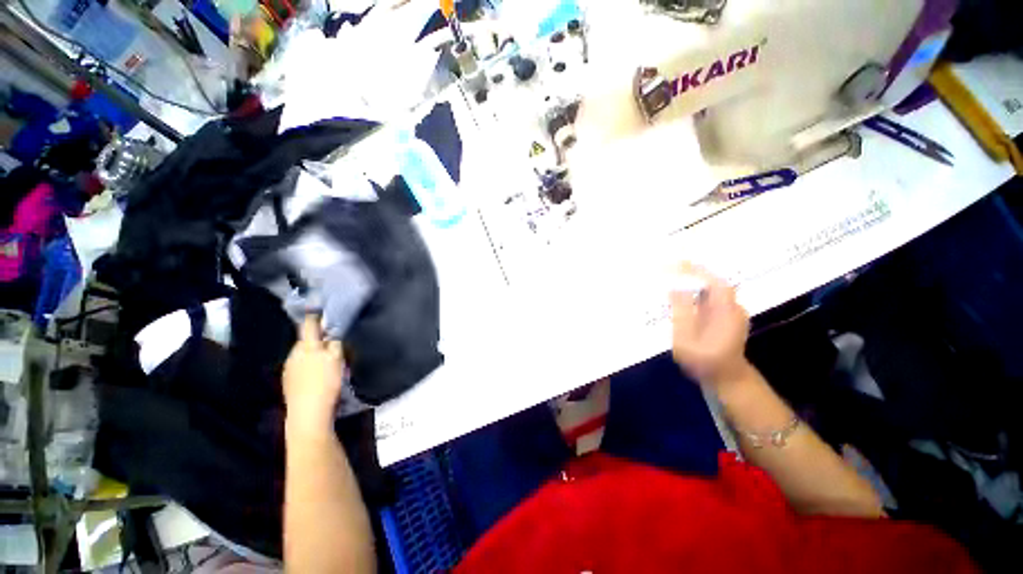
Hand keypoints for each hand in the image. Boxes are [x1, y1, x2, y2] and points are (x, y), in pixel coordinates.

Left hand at [284, 315, 344, 434]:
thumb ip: (334, 343)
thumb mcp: (337, 359)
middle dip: (317, 337)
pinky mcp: (289, 381)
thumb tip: (332, 332)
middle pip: (306, 340)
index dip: (315, 317)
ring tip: (327, 357)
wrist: (308, 413)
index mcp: (306, 346)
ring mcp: (289, 368)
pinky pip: (300, 365)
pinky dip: (309, 364)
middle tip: (332, 339)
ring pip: (303, 353)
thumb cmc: (325, 382)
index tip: (321, 310)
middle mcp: (294, 354)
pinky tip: (317, 373)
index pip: (309, 325)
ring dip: (313, 351)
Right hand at [670, 263, 750, 388]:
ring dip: (693, 280)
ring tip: (671, 274)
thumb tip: (674, 288)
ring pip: (711, 288)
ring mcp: (731, 311)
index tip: (674, 263)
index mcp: (727, 312)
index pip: (713, 282)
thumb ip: (681, 312)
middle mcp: (733, 307)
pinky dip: (695, 290)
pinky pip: (709, 297)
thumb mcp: (686, 339)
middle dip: (691, 272)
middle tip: (668, 265)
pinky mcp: (725, 316)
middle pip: (712, 282)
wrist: (726, 379)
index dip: (694, 270)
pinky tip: (681, 291)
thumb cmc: (704, 362)